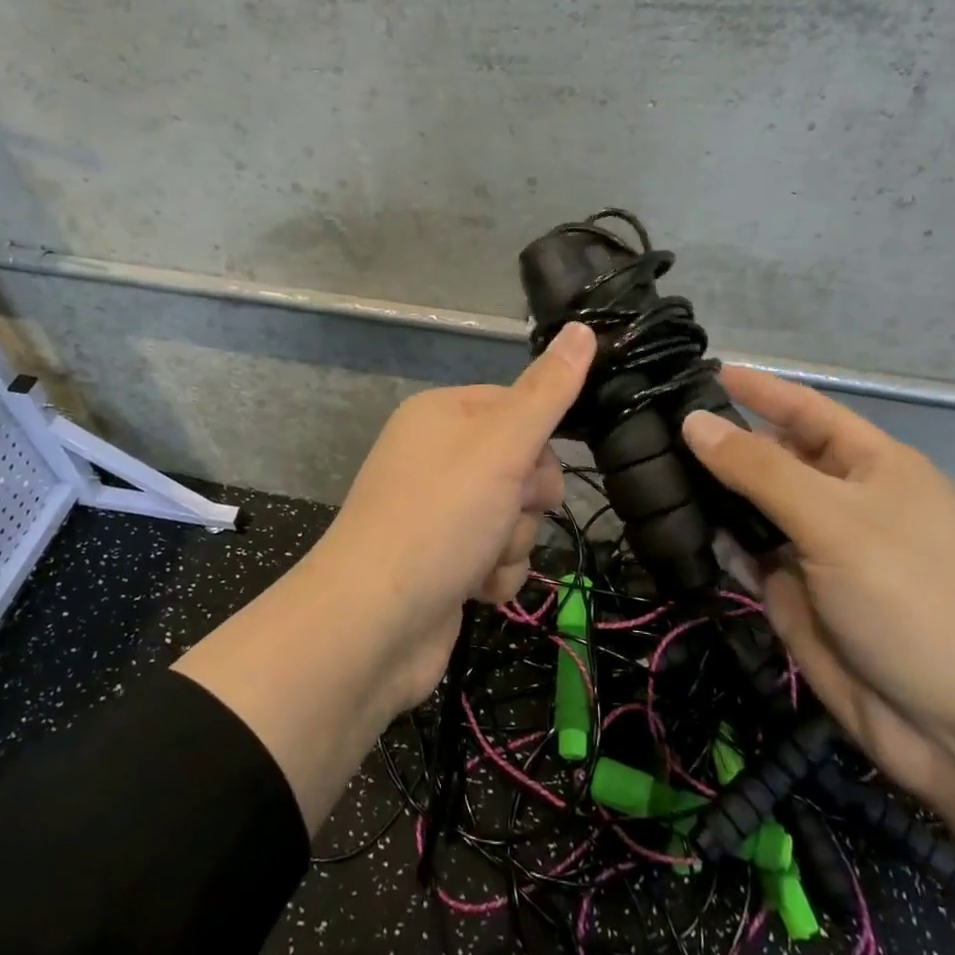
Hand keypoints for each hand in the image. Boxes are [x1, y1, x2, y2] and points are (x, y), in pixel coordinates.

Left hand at [310, 322, 596, 709]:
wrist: (371, 626)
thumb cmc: (439, 519)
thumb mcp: (501, 445)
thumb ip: (547, 391)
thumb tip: (583, 328)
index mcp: (441, 414)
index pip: (518, 406)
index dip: (537, 443)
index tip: (532, 470)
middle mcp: (436, 457)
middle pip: (522, 465)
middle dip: (525, 501)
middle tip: (505, 516)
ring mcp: (437, 511)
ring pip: (514, 515)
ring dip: (511, 543)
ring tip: (481, 559)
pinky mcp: (442, 560)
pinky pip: (495, 555)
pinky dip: (494, 575)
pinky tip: (473, 590)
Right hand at [683, 367, 954, 811]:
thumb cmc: (914, 599)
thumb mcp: (834, 521)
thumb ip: (758, 469)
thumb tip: (693, 421)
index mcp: (871, 466)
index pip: (803, 409)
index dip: (756, 388)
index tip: (698, 370)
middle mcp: (841, 501)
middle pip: (770, 457)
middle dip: (719, 441)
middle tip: (649, 423)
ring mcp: (816, 551)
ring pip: (750, 508)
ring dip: (708, 491)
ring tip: (644, 466)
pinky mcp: (794, 596)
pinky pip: (745, 555)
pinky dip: (714, 541)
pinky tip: (669, 522)